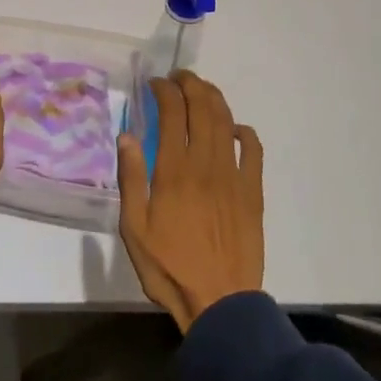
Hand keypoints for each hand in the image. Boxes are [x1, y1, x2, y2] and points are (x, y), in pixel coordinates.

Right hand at [117, 71, 263, 330]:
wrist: (220, 303)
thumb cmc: (169, 268)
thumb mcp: (134, 229)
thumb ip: (131, 179)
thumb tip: (126, 137)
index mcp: (174, 171)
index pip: (171, 112)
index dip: (164, 90)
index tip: (155, 83)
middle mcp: (205, 164)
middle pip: (201, 108)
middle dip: (190, 84)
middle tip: (179, 77)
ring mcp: (233, 176)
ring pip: (226, 122)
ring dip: (214, 99)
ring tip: (202, 90)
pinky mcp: (253, 192)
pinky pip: (254, 151)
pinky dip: (245, 132)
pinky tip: (236, 129)